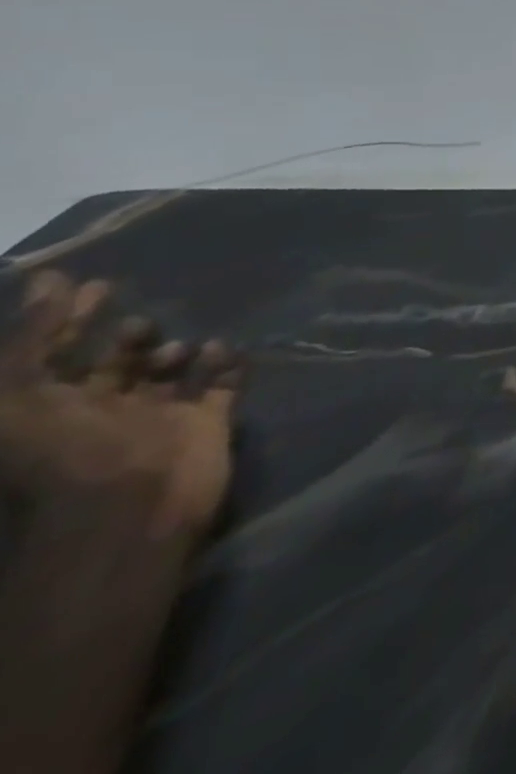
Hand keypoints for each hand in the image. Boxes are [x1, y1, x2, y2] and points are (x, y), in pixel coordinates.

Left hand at [0, 270, 243, 538]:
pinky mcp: (206, 422)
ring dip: (174, 351)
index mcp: (49, 409)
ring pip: (168, 372)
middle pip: (113, 363)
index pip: (54, 354)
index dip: (68, 319)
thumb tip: (51, 277)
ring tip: (178, 347)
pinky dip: (224, 364)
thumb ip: (32, 337)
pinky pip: (221, 383)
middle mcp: (99, 411)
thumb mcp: (20, 395)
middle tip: (141, 317)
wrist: (131, 508)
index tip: (94, 283)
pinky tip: (221, 350)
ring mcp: (157, 417)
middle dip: (128, 335)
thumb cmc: (64, 452)